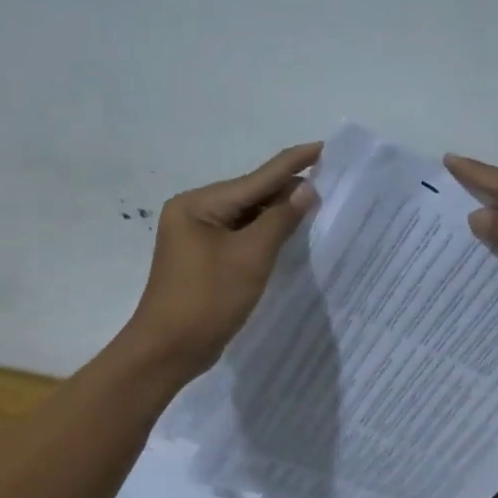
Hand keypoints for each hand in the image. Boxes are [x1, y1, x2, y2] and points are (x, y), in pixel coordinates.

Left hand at [127, 142, 321, 373]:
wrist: (168, 351)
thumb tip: (307, 189)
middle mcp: (193, 212)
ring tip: (317, 204)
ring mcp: (196, 236)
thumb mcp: (251, 257)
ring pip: (246, 216)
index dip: (293, 163)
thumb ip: (280, 219)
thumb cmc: (208, 300)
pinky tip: (289, 232)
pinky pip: (240, 236)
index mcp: (198, 204)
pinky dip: (264, 234)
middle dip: (287, 190)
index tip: (323, 146)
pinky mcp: (204, 258)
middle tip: (330, 182)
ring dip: (278, 213)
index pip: (256, 178)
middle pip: (250, 194)